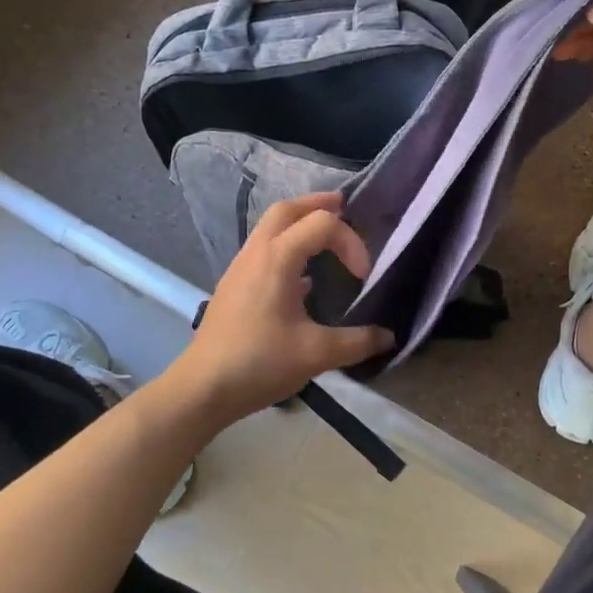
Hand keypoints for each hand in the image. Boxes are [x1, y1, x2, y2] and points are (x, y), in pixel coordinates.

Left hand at [169, 194, 395, 423]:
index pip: (322, 224)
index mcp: (277, 258)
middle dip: (317, 205)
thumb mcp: (316, 354)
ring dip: (299, 223)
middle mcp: (256, 253)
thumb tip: (389, 337)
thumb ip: (357, 342)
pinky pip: (263, 250)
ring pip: (270, 227)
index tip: (362, 276)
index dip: (350, 242)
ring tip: (325, 236)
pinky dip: (286, 246)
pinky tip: (302, 277)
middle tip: (343, 207)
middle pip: (286, 210)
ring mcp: (240, 268)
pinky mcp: (234, 286)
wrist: (203, 387)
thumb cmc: (260, 362)